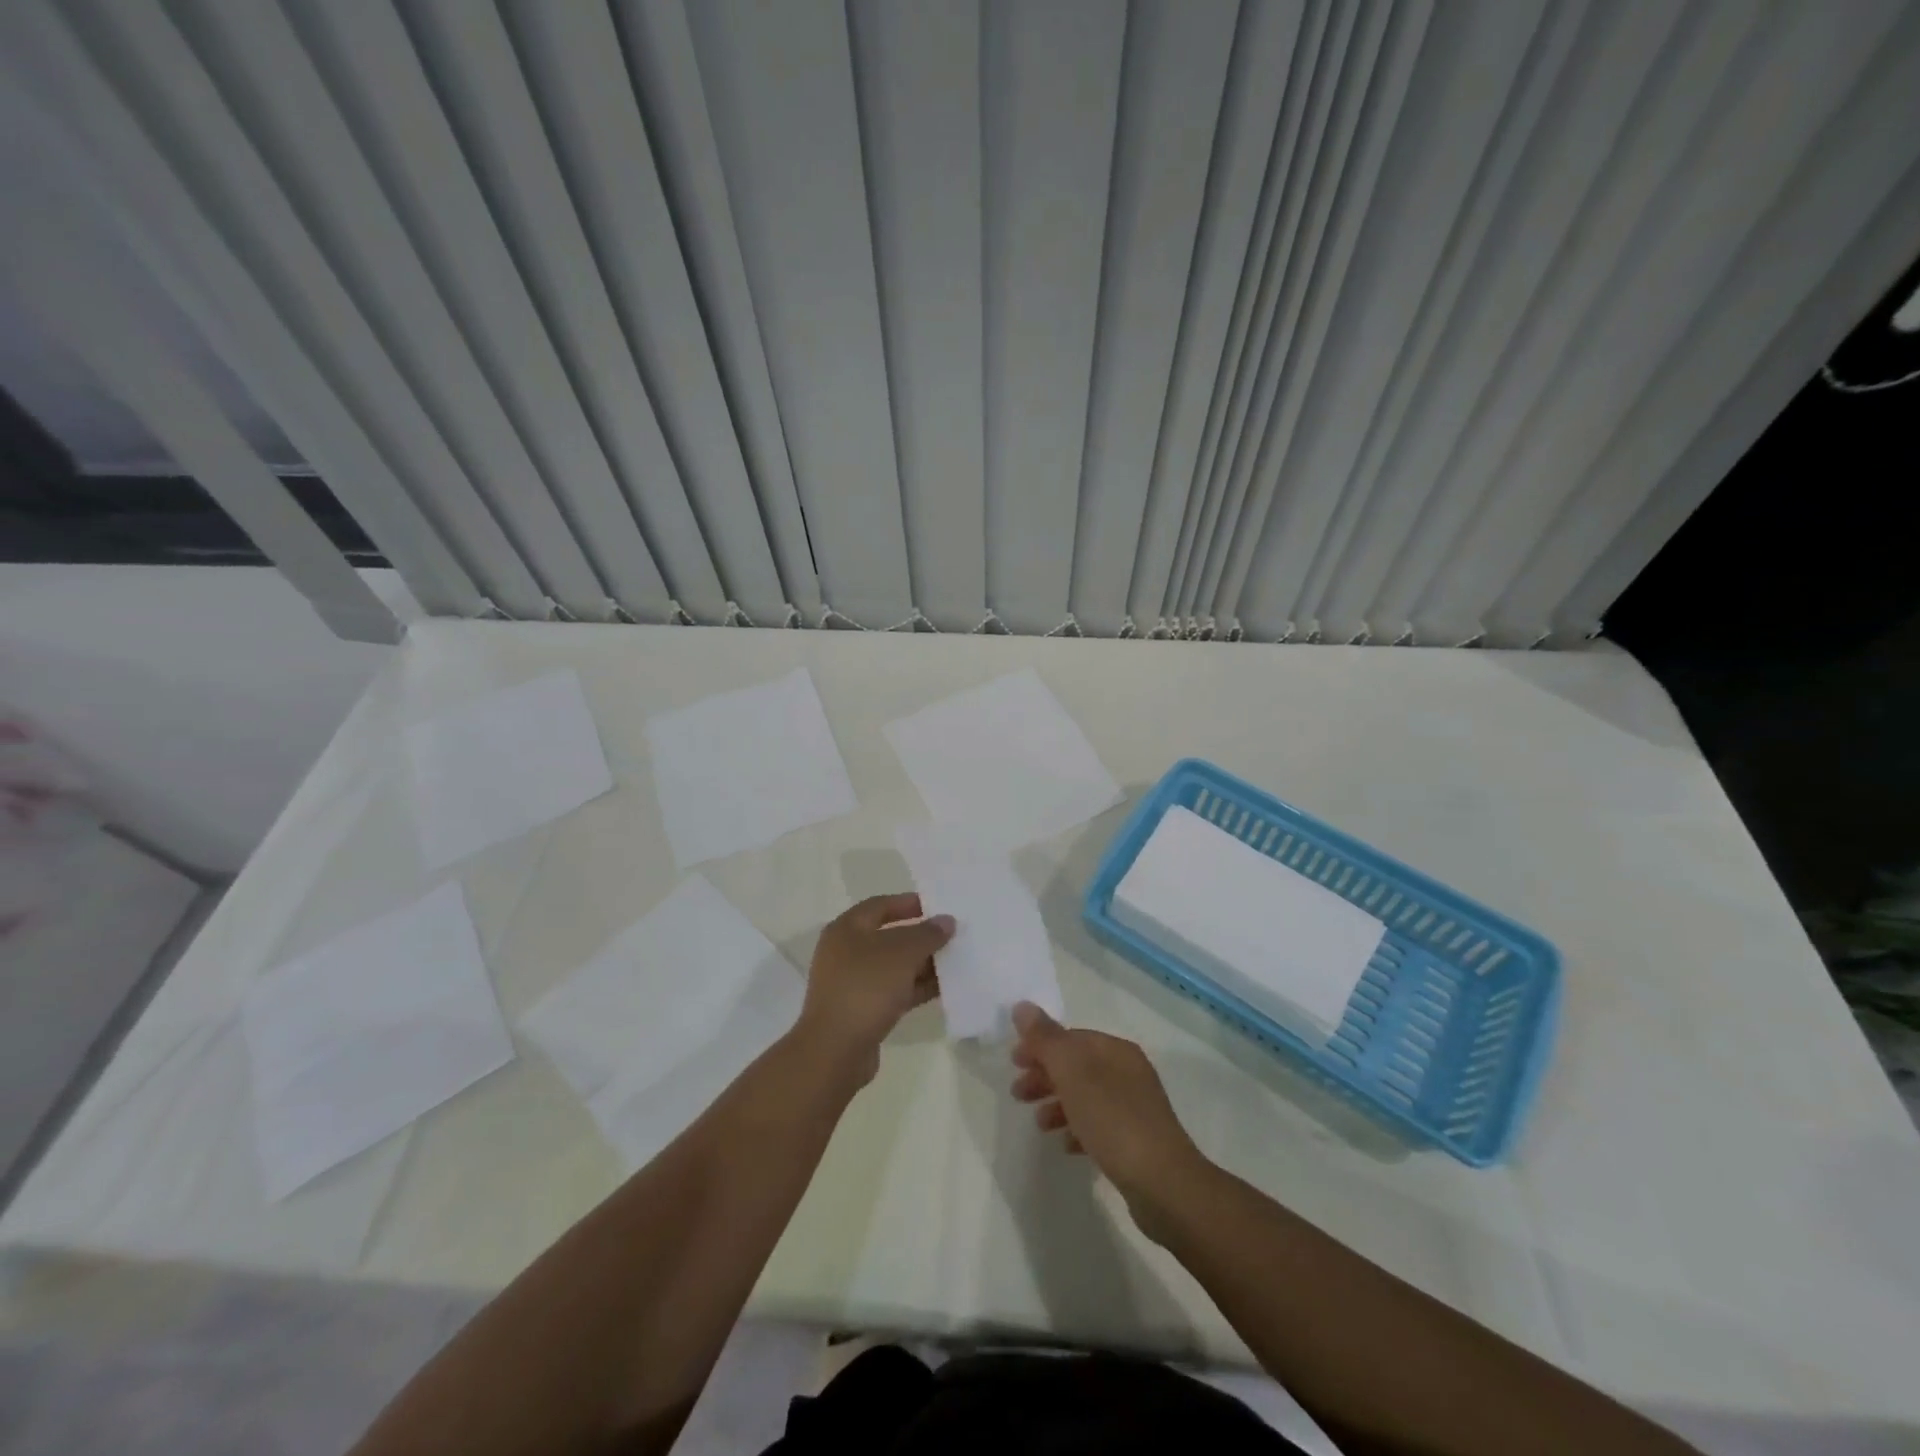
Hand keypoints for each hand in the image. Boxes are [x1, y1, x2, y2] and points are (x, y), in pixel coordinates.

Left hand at [796, 893, 953, 1084]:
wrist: (836, 1049)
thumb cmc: (866, 987)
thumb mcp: (902, 953)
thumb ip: (927, 934)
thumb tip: (946, 921)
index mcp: (846, 929)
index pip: (880, 905)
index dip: (909, 903)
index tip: (938, 907)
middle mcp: (846, 952)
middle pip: (889, 937)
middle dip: (921, 937)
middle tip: (952, 936)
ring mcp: (853, 983)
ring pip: (894, 966)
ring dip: (922, 964)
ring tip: (956, 962)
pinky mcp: (862, 1010)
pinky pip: (894, 991)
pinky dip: (916, 988)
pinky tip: (944, 989)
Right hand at [1010, 1002, 1206, 1212]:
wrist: (1162, 1184)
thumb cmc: (1113, 1120)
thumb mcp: (1073, 1072)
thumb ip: (1046, 1039)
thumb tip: (1022, 1006)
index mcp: (1116, 1050)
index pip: (1071, 1037)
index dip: (1040, 1045)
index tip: (1013, 1062)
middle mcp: (1128, 1072)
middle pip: (1077, 1065)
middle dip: (1045, 1075)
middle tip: (1017, 1093)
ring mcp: (1134, 1107)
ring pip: (1086, 1096)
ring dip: (1058, 1104)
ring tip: (1039, 1124)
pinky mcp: (1136, 1141)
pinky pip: (1099, 1126)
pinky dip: (1078, 1129)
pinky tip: (1066, 1146)